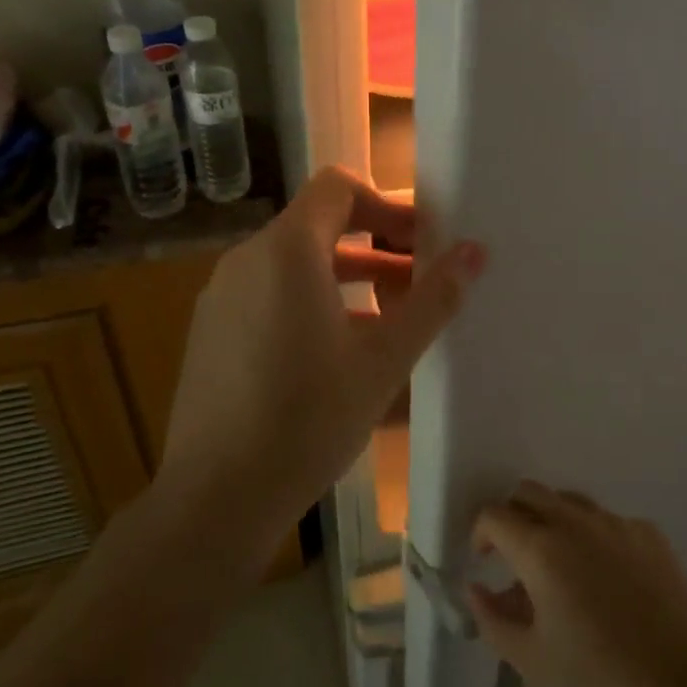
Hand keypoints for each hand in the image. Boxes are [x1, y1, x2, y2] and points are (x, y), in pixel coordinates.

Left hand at [158, 167, 485, 554]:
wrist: (215, 499)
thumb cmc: (308, 419)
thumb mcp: (384, 360)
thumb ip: (432, 299)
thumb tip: (474, 251)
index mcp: (287, 252)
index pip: (338, 187)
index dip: (386, 203)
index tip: (423, 240)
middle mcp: (246, 260)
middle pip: (319, 225)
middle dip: (376, 245)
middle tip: (421, 279)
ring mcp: (222, 297)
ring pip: (296, 264)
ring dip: (349, 277)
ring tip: (393, 319)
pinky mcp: (212, 332)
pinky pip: (271, 294)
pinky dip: (313, 302)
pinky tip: (342, 352)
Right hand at [467, 483, 686, 686]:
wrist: (678, 683)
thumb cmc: (595, 674)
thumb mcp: (529, 657)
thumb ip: (491, 618)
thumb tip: (475, 588)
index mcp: (540, 548)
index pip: (494, 515)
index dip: (481, 532)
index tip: (484, 559)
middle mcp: (575, 521)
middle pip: (529, 492)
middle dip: (513, 515)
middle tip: (515, 554)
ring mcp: (615, 522)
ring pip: (569, 501)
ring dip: (552, 520)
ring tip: (559, 564)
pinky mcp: (647, 531)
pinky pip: (607, 520)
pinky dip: (593, 536)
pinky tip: (605, 577)